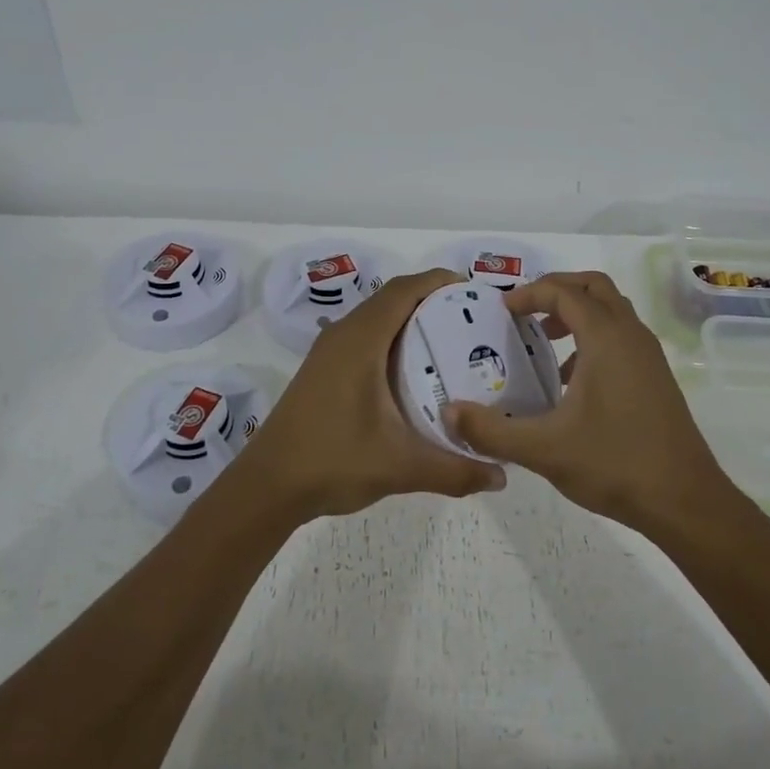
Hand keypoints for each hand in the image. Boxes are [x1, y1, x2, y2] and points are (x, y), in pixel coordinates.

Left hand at [233, 268, 506, 520]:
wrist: (267, 486)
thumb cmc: (333, 462)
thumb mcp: (401, 466)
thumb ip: (455, 470)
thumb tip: (502, 476)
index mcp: (360, 340)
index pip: (404, 290)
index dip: (440, 282)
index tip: (475, 293)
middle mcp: (343, 335)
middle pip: (392, 298)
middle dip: (432, 301)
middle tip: (473, 322)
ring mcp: (328, 352)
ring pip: (376, 318)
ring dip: (410, 320)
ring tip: (450, 343)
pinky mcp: (322, 370)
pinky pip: (364, 337)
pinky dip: (392, 339)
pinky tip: (413, 373)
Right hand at [444, 271, 733, 529]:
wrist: (685, 501)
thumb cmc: (615, 464)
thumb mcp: (544, 449)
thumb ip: (492, 431)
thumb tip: (450, 413)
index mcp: (606, 338)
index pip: (564, 292)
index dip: (529, 293)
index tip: (502, 310)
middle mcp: (631, 336)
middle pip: (594, 288)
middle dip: (557, 291)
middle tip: (524, 312)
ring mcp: (648, 357)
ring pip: (612, 312)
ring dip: (577, 315)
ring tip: (545, 343)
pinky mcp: (656, 378)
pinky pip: (621, 338)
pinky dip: (594, 339)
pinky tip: (571, 381)